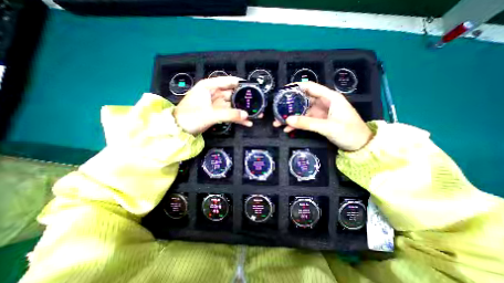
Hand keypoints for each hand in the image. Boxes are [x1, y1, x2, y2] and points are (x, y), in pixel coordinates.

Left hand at [174, 76, 251, 134]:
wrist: (179, 130)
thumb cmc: (190, 118)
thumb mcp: (210, 114)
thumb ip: (229, 114)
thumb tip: (246, 115)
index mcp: (209, 87)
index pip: (228, 81)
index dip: (241, 84)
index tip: (252, 88)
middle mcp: (213, 93)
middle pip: (232, 94)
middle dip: (244, 100)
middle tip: (257, 104)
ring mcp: (215, 104)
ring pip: (232, 105)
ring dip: (243, 110)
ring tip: (256, 114)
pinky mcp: (216, 113)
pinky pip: (230, 114)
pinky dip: (237, 118)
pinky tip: (246, 122)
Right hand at [272, 82, 372, 151]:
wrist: (360, 146)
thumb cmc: (349, 132)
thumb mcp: (328, 127)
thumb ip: (307, 123)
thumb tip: (288, 120)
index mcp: (330, 98)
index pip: (311, 87)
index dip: (296, 87)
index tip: (283, 91)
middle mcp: (324, 103)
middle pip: (303, 100)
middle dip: (290, 106)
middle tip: (277, 111)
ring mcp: (320, 113)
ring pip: (302, 112)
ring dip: (291, 117)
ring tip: (278, 123)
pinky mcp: (319, 121)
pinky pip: (305, 120)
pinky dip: (297, 124)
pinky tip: (288, 129)